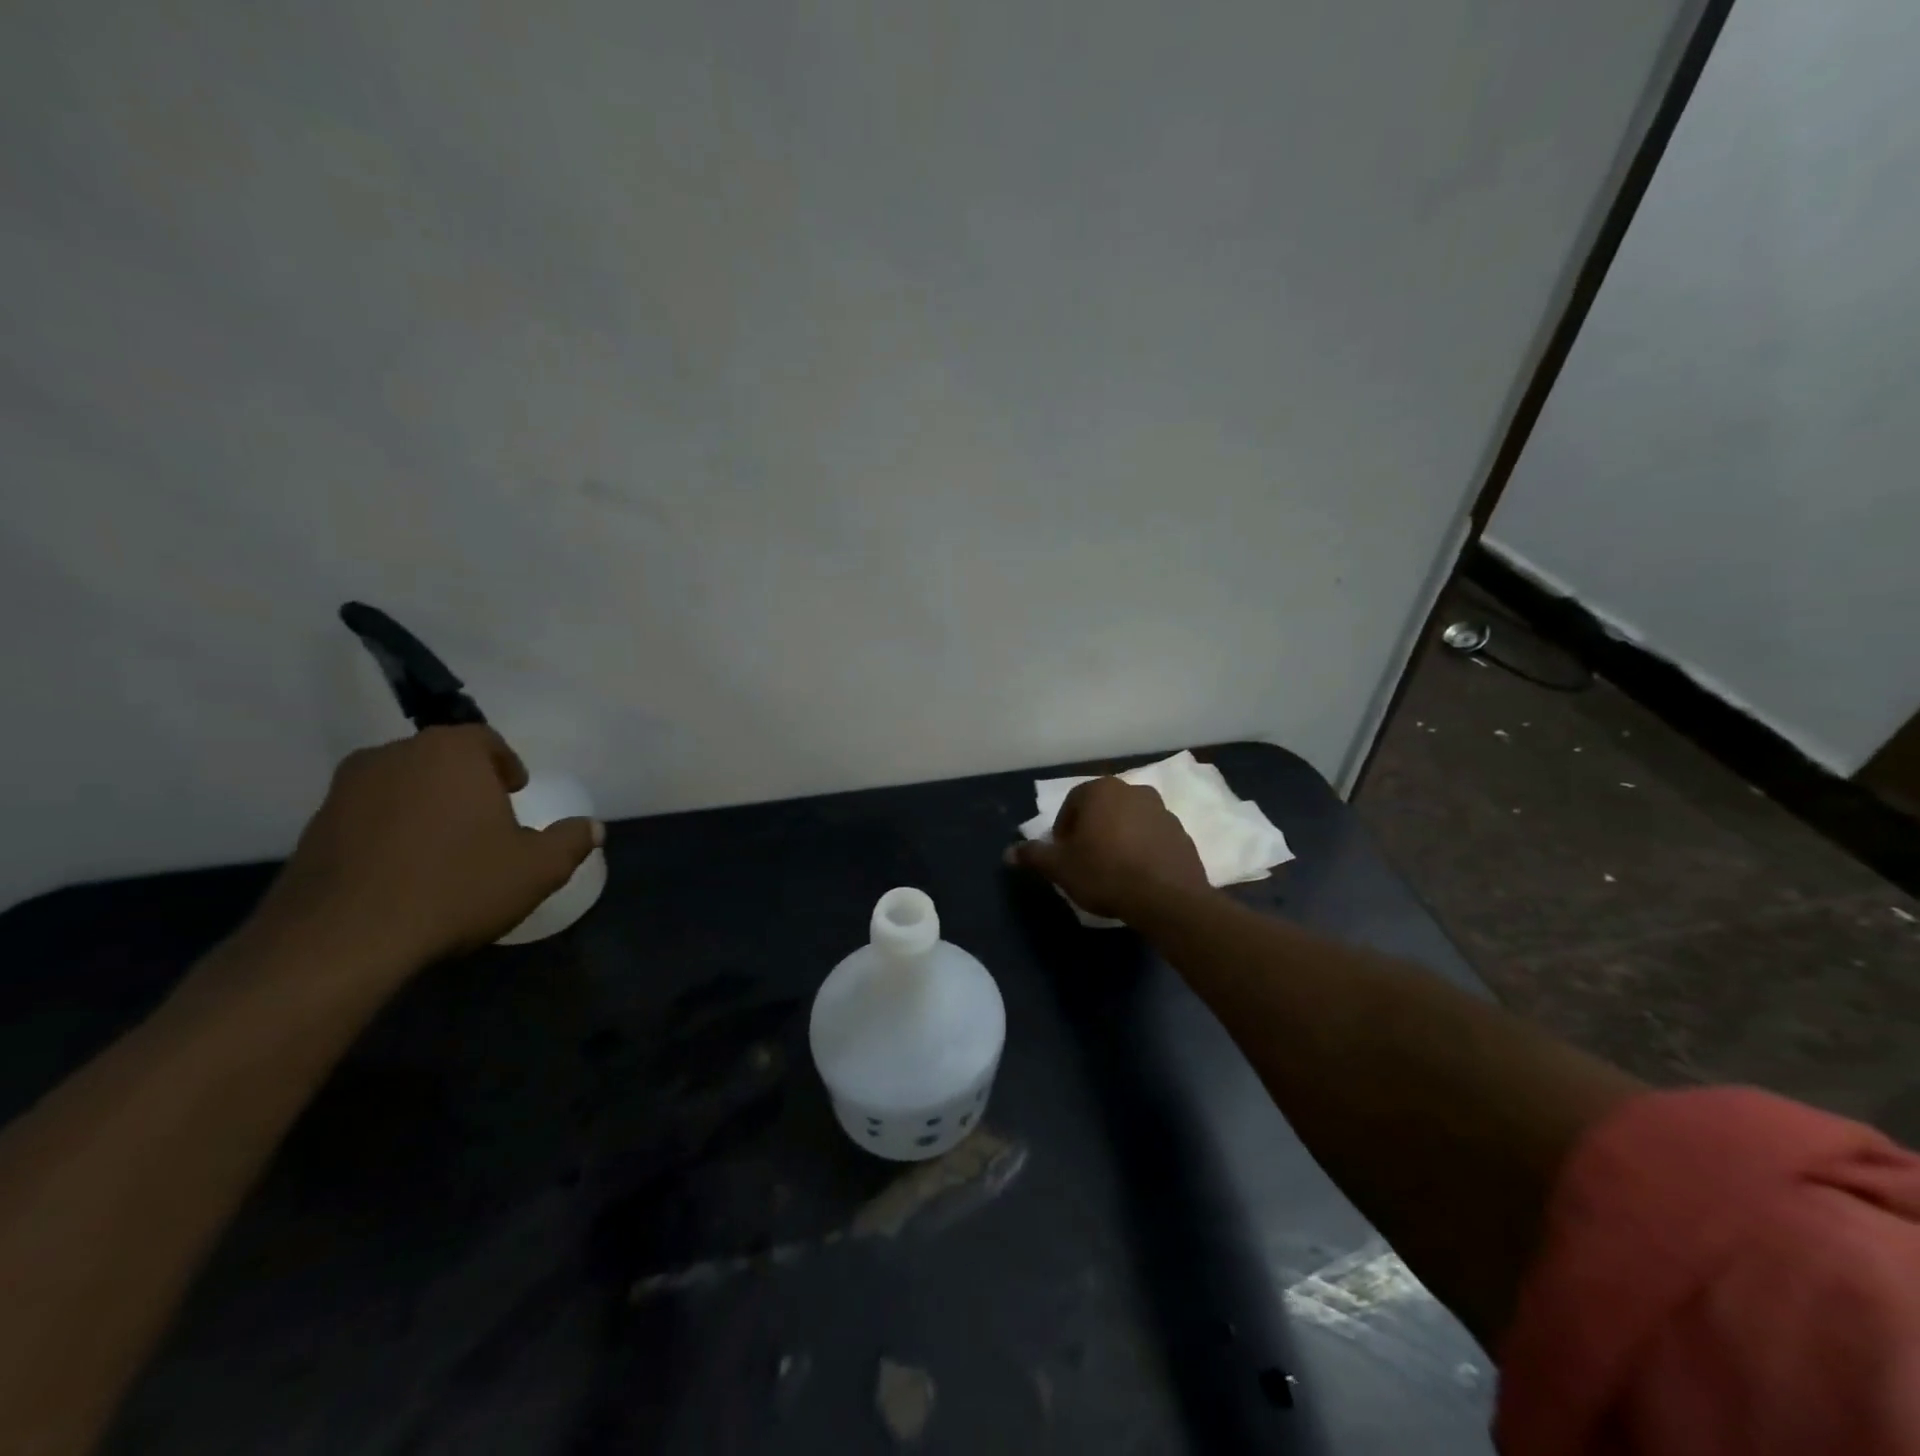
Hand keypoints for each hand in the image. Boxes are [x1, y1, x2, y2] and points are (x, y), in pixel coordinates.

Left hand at [251, 727, 601, 974]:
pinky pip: (367, 816)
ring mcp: (346, 790)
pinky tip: (404, 871)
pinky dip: (389, 831)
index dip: (506, 765)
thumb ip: (571, 841)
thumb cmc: (457, 886)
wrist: (343, 939)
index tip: (514, 794)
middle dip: (465, 784)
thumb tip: (593, 827)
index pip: (485, 740)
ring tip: (444, 848)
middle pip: (440, 759)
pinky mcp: (313, 827)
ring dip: (425, 806)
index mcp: (450, 753)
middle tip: (485, 821)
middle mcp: (394, 756)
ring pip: (401, 785)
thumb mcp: (537, 869)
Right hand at [1010, 777, 1209, 920]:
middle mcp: (1132, 790)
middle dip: (1091, 831)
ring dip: (1118, 838)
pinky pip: (1152, 837)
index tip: (1063, 857)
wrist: (1167, 898)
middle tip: (1084, 862)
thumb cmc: (1105, 873)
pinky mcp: (1181, 832)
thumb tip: (1008, 852)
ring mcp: (1161, 810)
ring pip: (1128, 821)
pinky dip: (1142, 849)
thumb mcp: (1060, 867)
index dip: (1062, 832)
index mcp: (1100, 790)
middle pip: (1102, 810)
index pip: (1071, 804)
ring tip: (1112, 870)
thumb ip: (1033, 855)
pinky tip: (1137, 875)